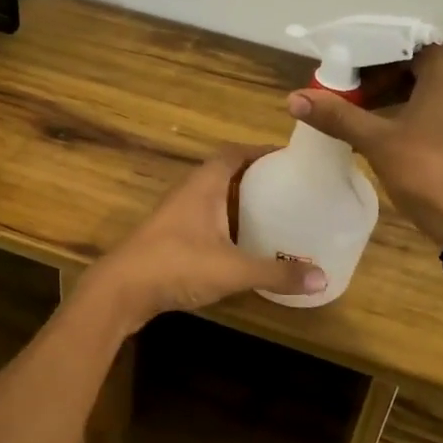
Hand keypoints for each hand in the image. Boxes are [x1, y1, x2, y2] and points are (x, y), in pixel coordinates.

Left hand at [83, 146, 327, 330]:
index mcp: (204, 185)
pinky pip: (205, 220)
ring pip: (214, 198)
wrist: (120, 291)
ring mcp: (176, 215)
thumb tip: (322, 278)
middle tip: (289, 188)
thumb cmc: (176, 265)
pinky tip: (242, 244)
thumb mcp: (233, 270)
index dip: (260, 151)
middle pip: (225, 173)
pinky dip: (226, 224)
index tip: (290, 159)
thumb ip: (276, 273)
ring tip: (273, 213)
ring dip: (239, 202)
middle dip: (256, 177)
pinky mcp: (170, 238)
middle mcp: (189, 192)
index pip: (234, 152)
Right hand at [286, 43, 442, 244]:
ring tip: (348, 111)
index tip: (330, 74)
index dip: (358, 58)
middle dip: (369, 79)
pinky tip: (373, 129)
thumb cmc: (429, 170)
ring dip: (383, 95)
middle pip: (405, 64)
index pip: (394, 45)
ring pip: (417, 85)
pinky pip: (429, 103)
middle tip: (335, 94)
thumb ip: (337, 115)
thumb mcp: (377, 140)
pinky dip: (401, 110)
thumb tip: (293, 98)